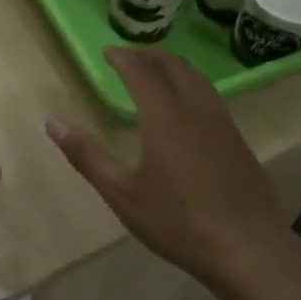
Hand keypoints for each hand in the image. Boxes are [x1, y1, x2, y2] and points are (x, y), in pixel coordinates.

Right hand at [45, 47, 291, 290]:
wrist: (248, 249)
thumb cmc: (177, 222)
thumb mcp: (122, 193)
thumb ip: (87, 155)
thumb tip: (52, 122)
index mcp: (166, 118)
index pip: (142, 72)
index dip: (123, 57)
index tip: (107, 51)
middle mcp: (197, 111)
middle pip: (175, 67)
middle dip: (149, 55)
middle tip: (128, 57)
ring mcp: (223, 125)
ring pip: (198, 79)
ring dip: (173, 68)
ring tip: (155, 74)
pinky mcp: (238, 141)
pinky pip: (211, 97)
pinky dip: (191, 86)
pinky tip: (185, 108)